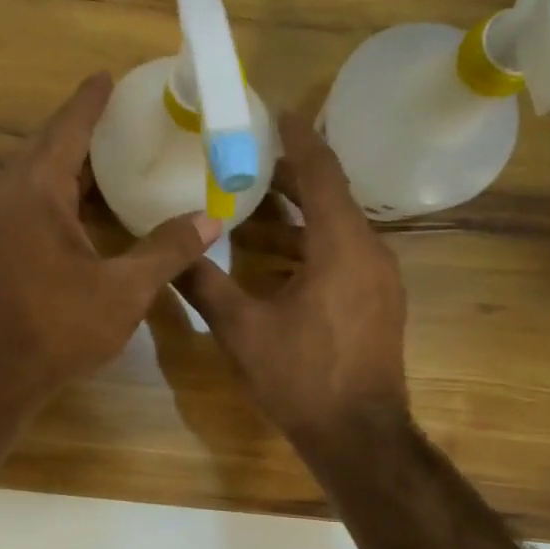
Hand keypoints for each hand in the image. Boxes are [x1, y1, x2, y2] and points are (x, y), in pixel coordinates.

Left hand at [0, 72, 220, 407]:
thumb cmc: (55, 326)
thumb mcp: (123, 289)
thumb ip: (166, 251)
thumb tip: (210, 220)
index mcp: (38, 192)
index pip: (67, 129)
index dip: (90, 101)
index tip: (108, 76)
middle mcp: (13, 199)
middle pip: (47, 146)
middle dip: (79, 126)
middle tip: (117, 114)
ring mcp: (2, 227)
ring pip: (37, 178)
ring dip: (69, 161)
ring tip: (108, 156)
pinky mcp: (1, 252)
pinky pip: (34, 204)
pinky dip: (62, 193)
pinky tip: (88, 211)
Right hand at [178, 114, 408, 448]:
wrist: (358, 435)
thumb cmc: (301, 378)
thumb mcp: (242, 330)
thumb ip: (204, 285)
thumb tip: (170, 254)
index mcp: (341, 246)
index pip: (322, 173)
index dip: (298, 139)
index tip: (276, 113)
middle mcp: (369, 251)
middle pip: (330, 196)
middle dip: (289, 177)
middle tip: (245, 162)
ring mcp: (379, 277)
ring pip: (336, 227)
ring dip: (296, 216)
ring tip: (249, 211)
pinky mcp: (378, 300)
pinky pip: (343, 254)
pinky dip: (310, 245)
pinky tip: (272, 261)